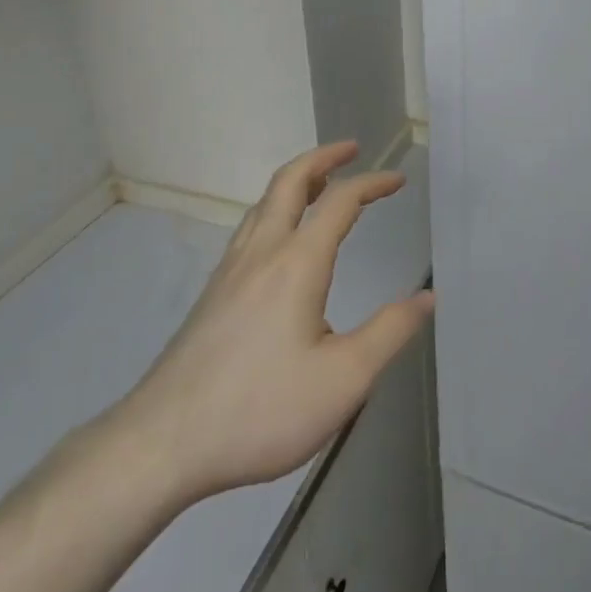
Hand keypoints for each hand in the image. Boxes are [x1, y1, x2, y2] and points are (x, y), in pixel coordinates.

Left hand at [109, 141, 434, 508]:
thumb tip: (427, 297)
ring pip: (263, 204)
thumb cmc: (261, 409)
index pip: (340, 202)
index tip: (398, 180)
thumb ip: (389, 333)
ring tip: (321, 185)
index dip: (372, 183)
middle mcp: (261, 253)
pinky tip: (280, 242)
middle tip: (351, 150)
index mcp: (297, 264)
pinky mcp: (213, 294)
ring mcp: (230, 271)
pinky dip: (275, 210)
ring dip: (296, 182)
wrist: (163, 441)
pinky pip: (249, 229)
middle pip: (289, 182)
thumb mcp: (343, 380)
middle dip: (323, 159)